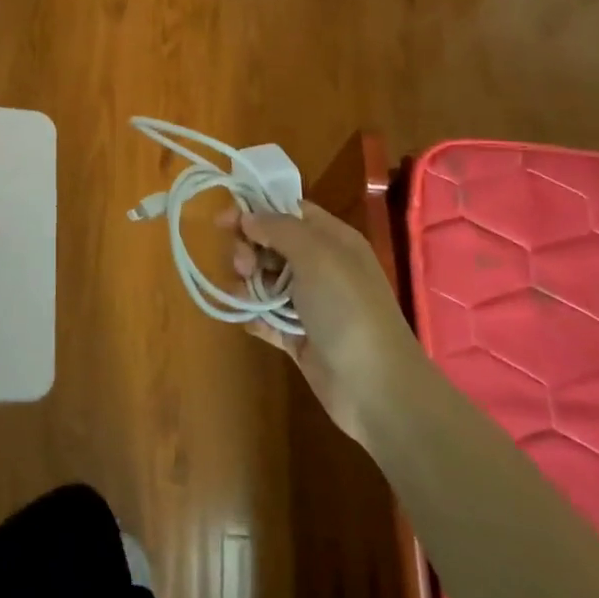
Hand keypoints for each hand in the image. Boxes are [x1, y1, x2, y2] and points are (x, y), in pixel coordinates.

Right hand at [227, 201, 422, 448]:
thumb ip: (278, 229)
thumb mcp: (315, 255)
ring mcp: (310, 302)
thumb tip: (248, 217)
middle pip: (272, 244)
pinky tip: (249, 320)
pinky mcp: (299, 335)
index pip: (288, 211)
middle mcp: (321, 266)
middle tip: (243, 267)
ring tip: (246, 297)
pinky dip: (254, 315)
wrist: (376, 387)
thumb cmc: (347, 309)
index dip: (255, 210)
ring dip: (248, 283)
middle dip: (249, 250)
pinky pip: (267, 316)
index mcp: (332, 239)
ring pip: (266, 279)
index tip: (222, 221)